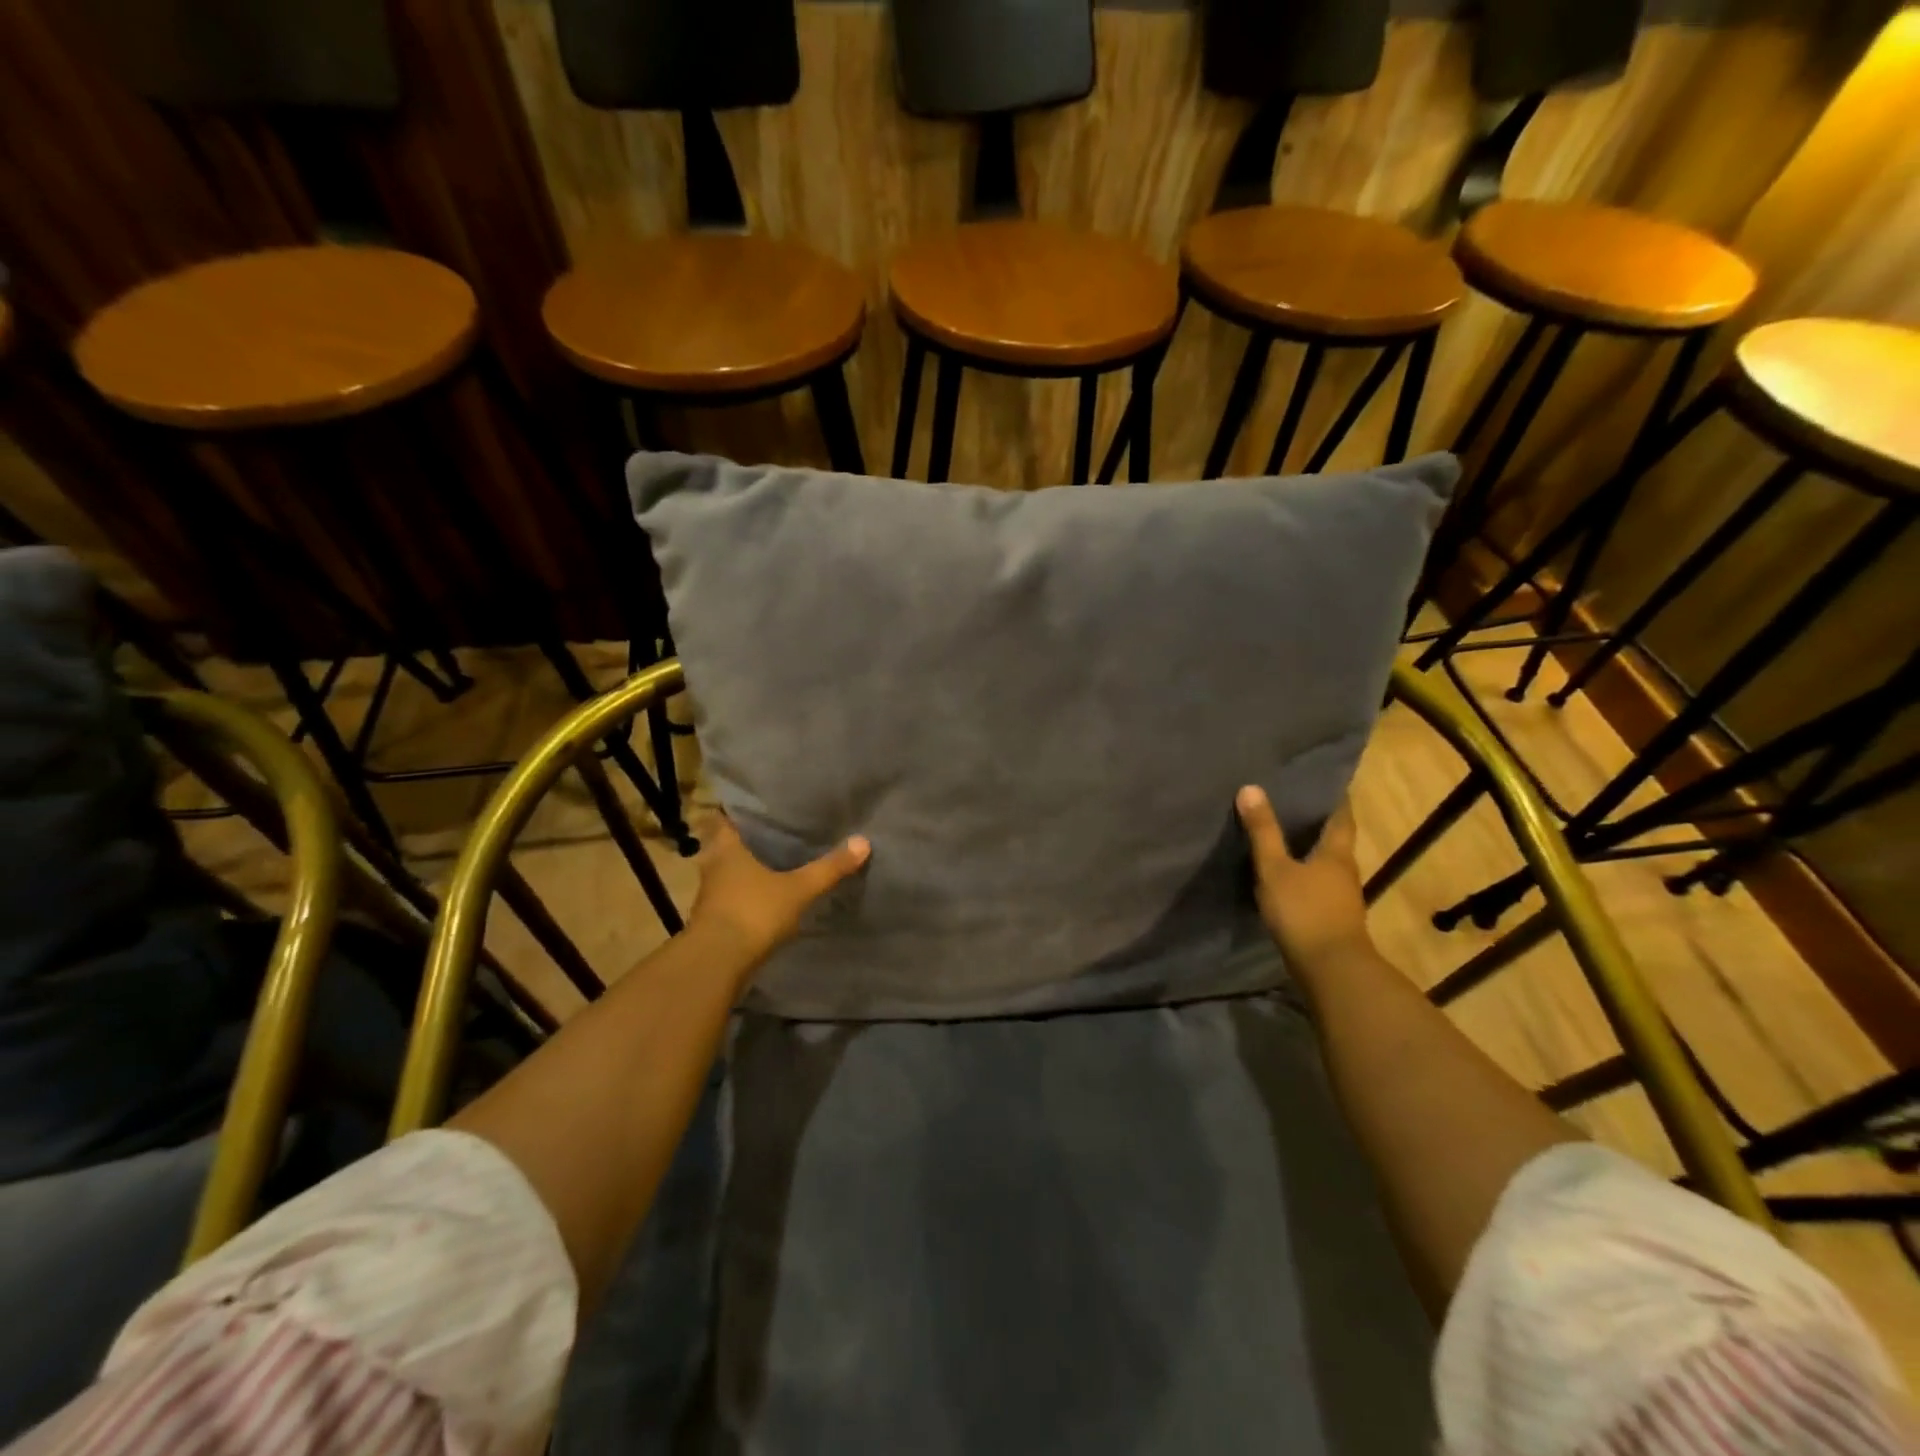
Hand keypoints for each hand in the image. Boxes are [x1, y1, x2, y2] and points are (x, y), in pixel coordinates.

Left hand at [689, 814, 870, 967]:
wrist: (716, 964)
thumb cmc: (753, 912)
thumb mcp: (798, 889)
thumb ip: (829, 868)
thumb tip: (863, 841)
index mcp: (727, 848)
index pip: (726, 818)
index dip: (741, 811)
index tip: (762, 807)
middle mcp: (713, 866)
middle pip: (728, 846)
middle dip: (748, 842)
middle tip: (776, 834)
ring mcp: (710, 895)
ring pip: (728, 873)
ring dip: (745, 870)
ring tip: (775, 864)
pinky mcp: (713, 920)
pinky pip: (731, 897)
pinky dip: (745, 895)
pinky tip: (766, 897)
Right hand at [1236, 787, 1372, 971]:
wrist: (1331, 970)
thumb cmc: (1304, 911)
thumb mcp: (1275, 869)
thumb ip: (1263, 832)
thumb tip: (1251, 788)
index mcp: (1337, 853)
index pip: (1341, 816)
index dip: (1334, 798)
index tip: (1325, 780)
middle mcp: (1345, 871)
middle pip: (1336, 840)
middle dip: (1319, 823)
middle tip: (1293, 803)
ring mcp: (1341, 897)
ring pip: (1327, 864)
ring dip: (1311, 851)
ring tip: (1285, 836)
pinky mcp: (1332, 918)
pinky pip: (1319, 886)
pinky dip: (1306, 875)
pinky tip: (1287, 876)